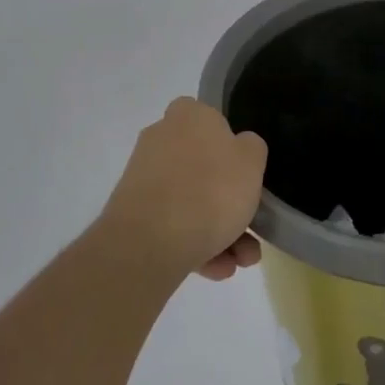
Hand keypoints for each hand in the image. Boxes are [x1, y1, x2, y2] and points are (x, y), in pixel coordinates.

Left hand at [100, 98, 267, 281]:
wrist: (149, 242)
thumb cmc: (211, 190)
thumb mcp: (252, 161)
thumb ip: (251, 148)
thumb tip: (240, 148)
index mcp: (188, 115)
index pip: (213, 120)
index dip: (233, 147)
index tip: (247, 175)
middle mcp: (161, 138)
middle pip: (205, 168)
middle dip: (231, 204)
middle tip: (252, 232)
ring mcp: (144, 177)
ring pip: (191, 201)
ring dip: (220, 232)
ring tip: (238, 262)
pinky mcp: (133, 213)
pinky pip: (172, 224)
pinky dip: (195, 244)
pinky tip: (215, 269)